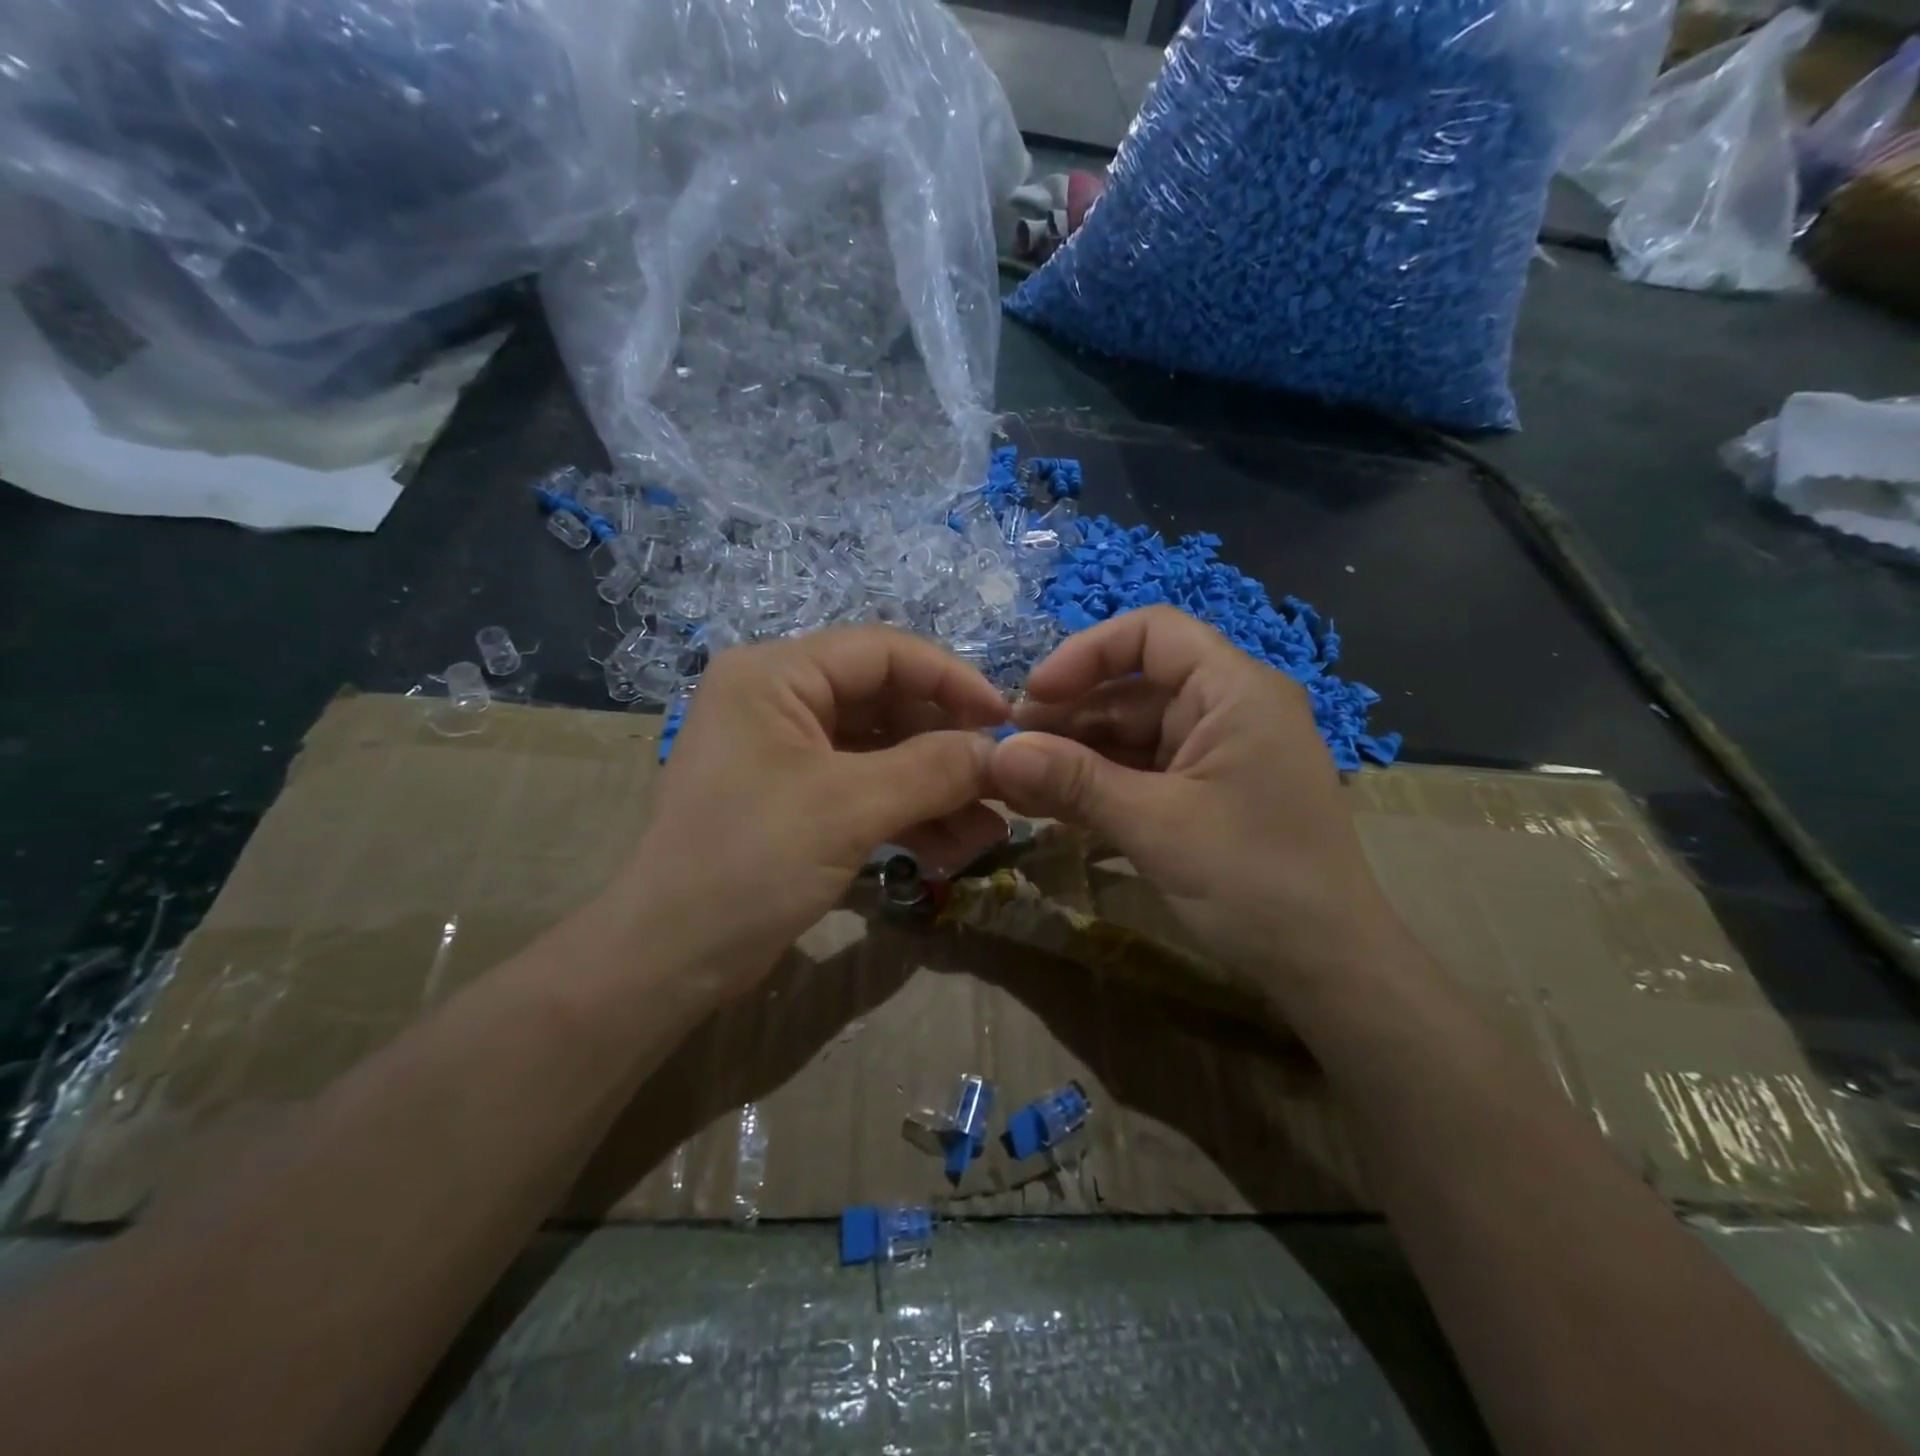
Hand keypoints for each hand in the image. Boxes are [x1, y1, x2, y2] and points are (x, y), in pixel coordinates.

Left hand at [617, 627, 1010, 994]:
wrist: (669, 958)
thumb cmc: (749, 862)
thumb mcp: (849, 808)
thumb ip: (933, 770)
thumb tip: (1003, 751)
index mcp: (775, 675)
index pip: (883, 652)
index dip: (951, 680)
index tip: (1005, 720)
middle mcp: (780, 700)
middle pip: (887, 703)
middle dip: (948, 748)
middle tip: (1002, 783)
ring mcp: (788, 752)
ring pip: (882, 752)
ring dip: (936, 789)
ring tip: (989, 831)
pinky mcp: (797, 798)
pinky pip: (865, 789)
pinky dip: (909, 814)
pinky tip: (953, 848)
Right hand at [988, 606, 1398, 998]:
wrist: (1328, 967)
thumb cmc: (1255, 881)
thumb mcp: (1156, 825)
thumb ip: (1075, 782)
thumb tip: (997, 754)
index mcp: (1234, 691)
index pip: (1153, 633)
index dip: (1086, 653)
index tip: (1034, 695)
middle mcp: (1227, 709)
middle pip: (1133, 688)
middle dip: (1069, 716)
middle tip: (1008, 751)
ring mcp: (1216, 753)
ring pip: (1131, 734)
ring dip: (1075, 757)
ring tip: (1015, 784)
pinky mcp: (1206, 793)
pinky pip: (1142, 772)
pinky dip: (1099, 786)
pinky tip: (1048, 805)